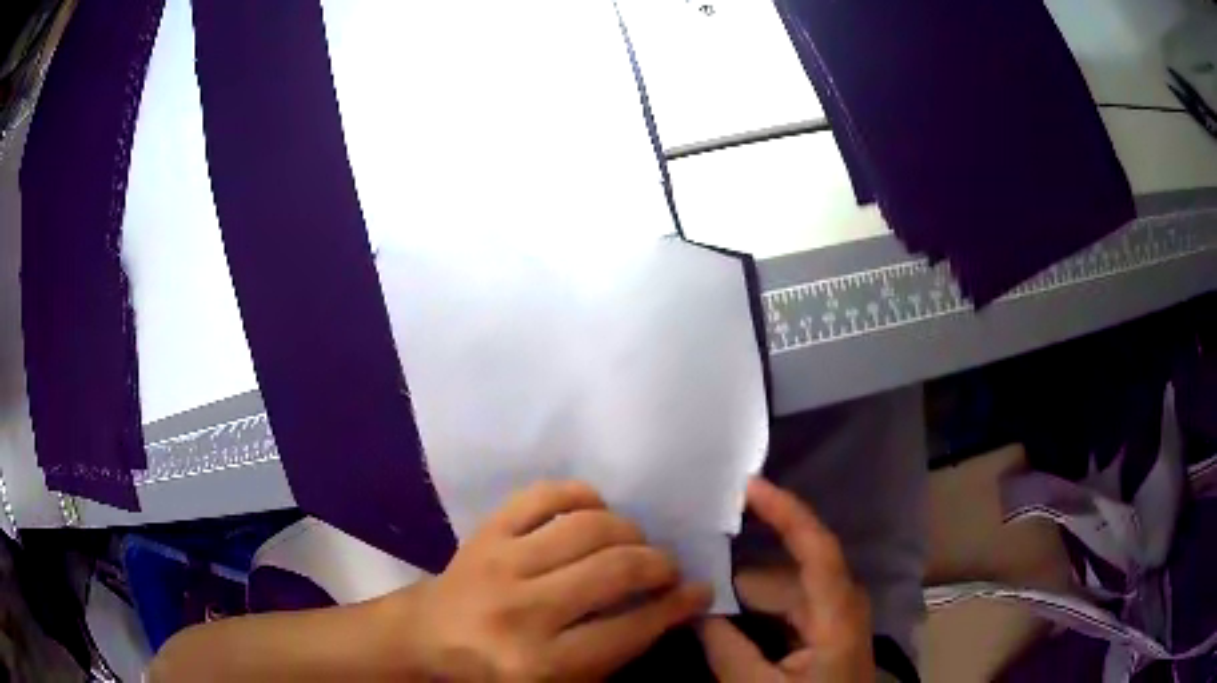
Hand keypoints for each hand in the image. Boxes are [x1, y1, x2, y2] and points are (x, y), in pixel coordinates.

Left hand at [392, 481, 711, 680]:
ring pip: (588, 528)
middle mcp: (522, 611)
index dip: (676, 607)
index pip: (630, 629)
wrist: (427, 637)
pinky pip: (544, 495)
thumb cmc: (496, 671)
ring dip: (628, 530)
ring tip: (635, 542)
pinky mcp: (485, 532)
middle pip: (615, 570)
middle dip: (659, 565)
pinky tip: (595, 510)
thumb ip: (614, 654)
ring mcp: (500, 563)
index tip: (700, 591)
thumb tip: (672, 608)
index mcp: (540, 663)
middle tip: (669, 568)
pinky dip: (581, 495)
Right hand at [698, 478, 874, 681]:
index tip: (747, 486)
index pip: (816, 547)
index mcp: (837, 613)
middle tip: (691, 563)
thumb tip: (695, 609)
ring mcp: (834, 618)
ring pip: (784, 591)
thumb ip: (727, 649)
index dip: (784, 512)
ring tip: (699, 592)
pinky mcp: (825, 632)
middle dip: (741, 569)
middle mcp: (841, 603)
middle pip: (789, 572)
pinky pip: (786, 609)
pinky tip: (725, 616)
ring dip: (744, 592)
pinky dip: (755, 609)